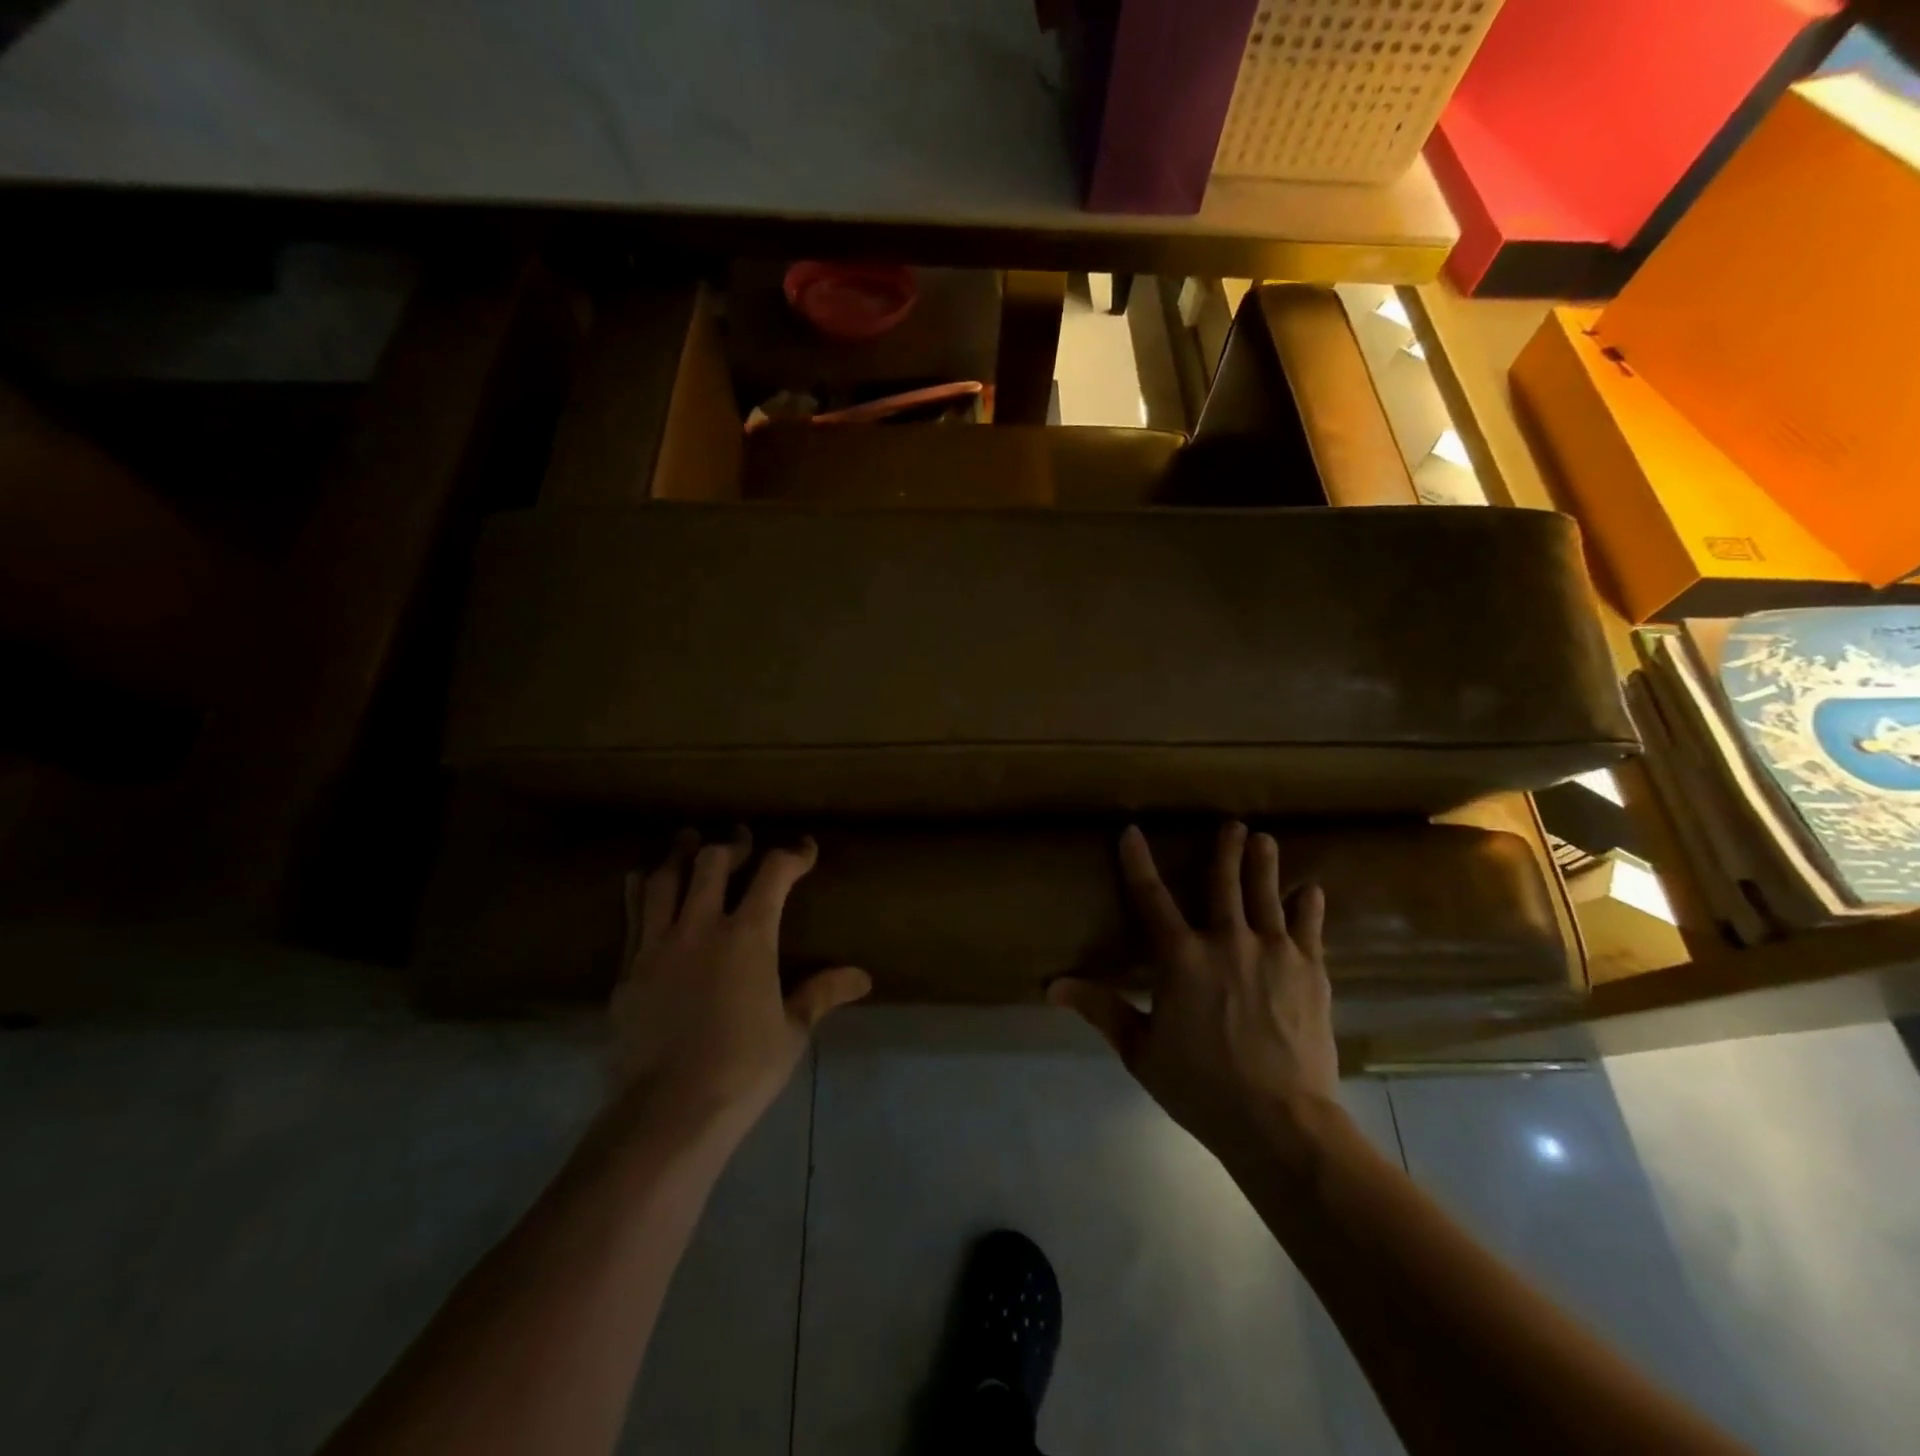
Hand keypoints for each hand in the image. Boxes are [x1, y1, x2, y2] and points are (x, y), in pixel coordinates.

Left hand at [611, 828, 870, 1133]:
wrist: (668, 1112)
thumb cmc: (743, 1069)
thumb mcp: (792, 1030)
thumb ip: (822, 993)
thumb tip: (862, 977)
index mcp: (748, 937)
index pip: (774, 874)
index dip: (792, 854)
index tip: (804, 849)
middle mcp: (700, 927)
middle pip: (712, 862)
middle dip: (732, 844)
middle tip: (742, 840)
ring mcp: (657, 945)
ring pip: (663, 879)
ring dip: (680, 854)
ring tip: (689, 842)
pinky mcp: (628, 968)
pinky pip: (632, 913)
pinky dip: (641, 888)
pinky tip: (644, 882)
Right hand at [1048, 822, 1339, 1163]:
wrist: (1281, 1121)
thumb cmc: (1202, 1086)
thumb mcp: (1140, 1050)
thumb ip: (1101, 1009)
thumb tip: (1052, 986)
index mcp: (1181, 958)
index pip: (1151, 898)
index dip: (1137, 862)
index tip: (1131, 831)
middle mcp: (1227, 941)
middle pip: (1223, 883)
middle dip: (1224, 850)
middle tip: (1231, 824)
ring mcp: (1274, 952)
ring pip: (1266, 895)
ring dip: (1264, 864)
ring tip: (1264, 839)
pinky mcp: (1311, 971)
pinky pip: (1309, 928)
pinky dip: (1309, 906)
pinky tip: (1312, 890)